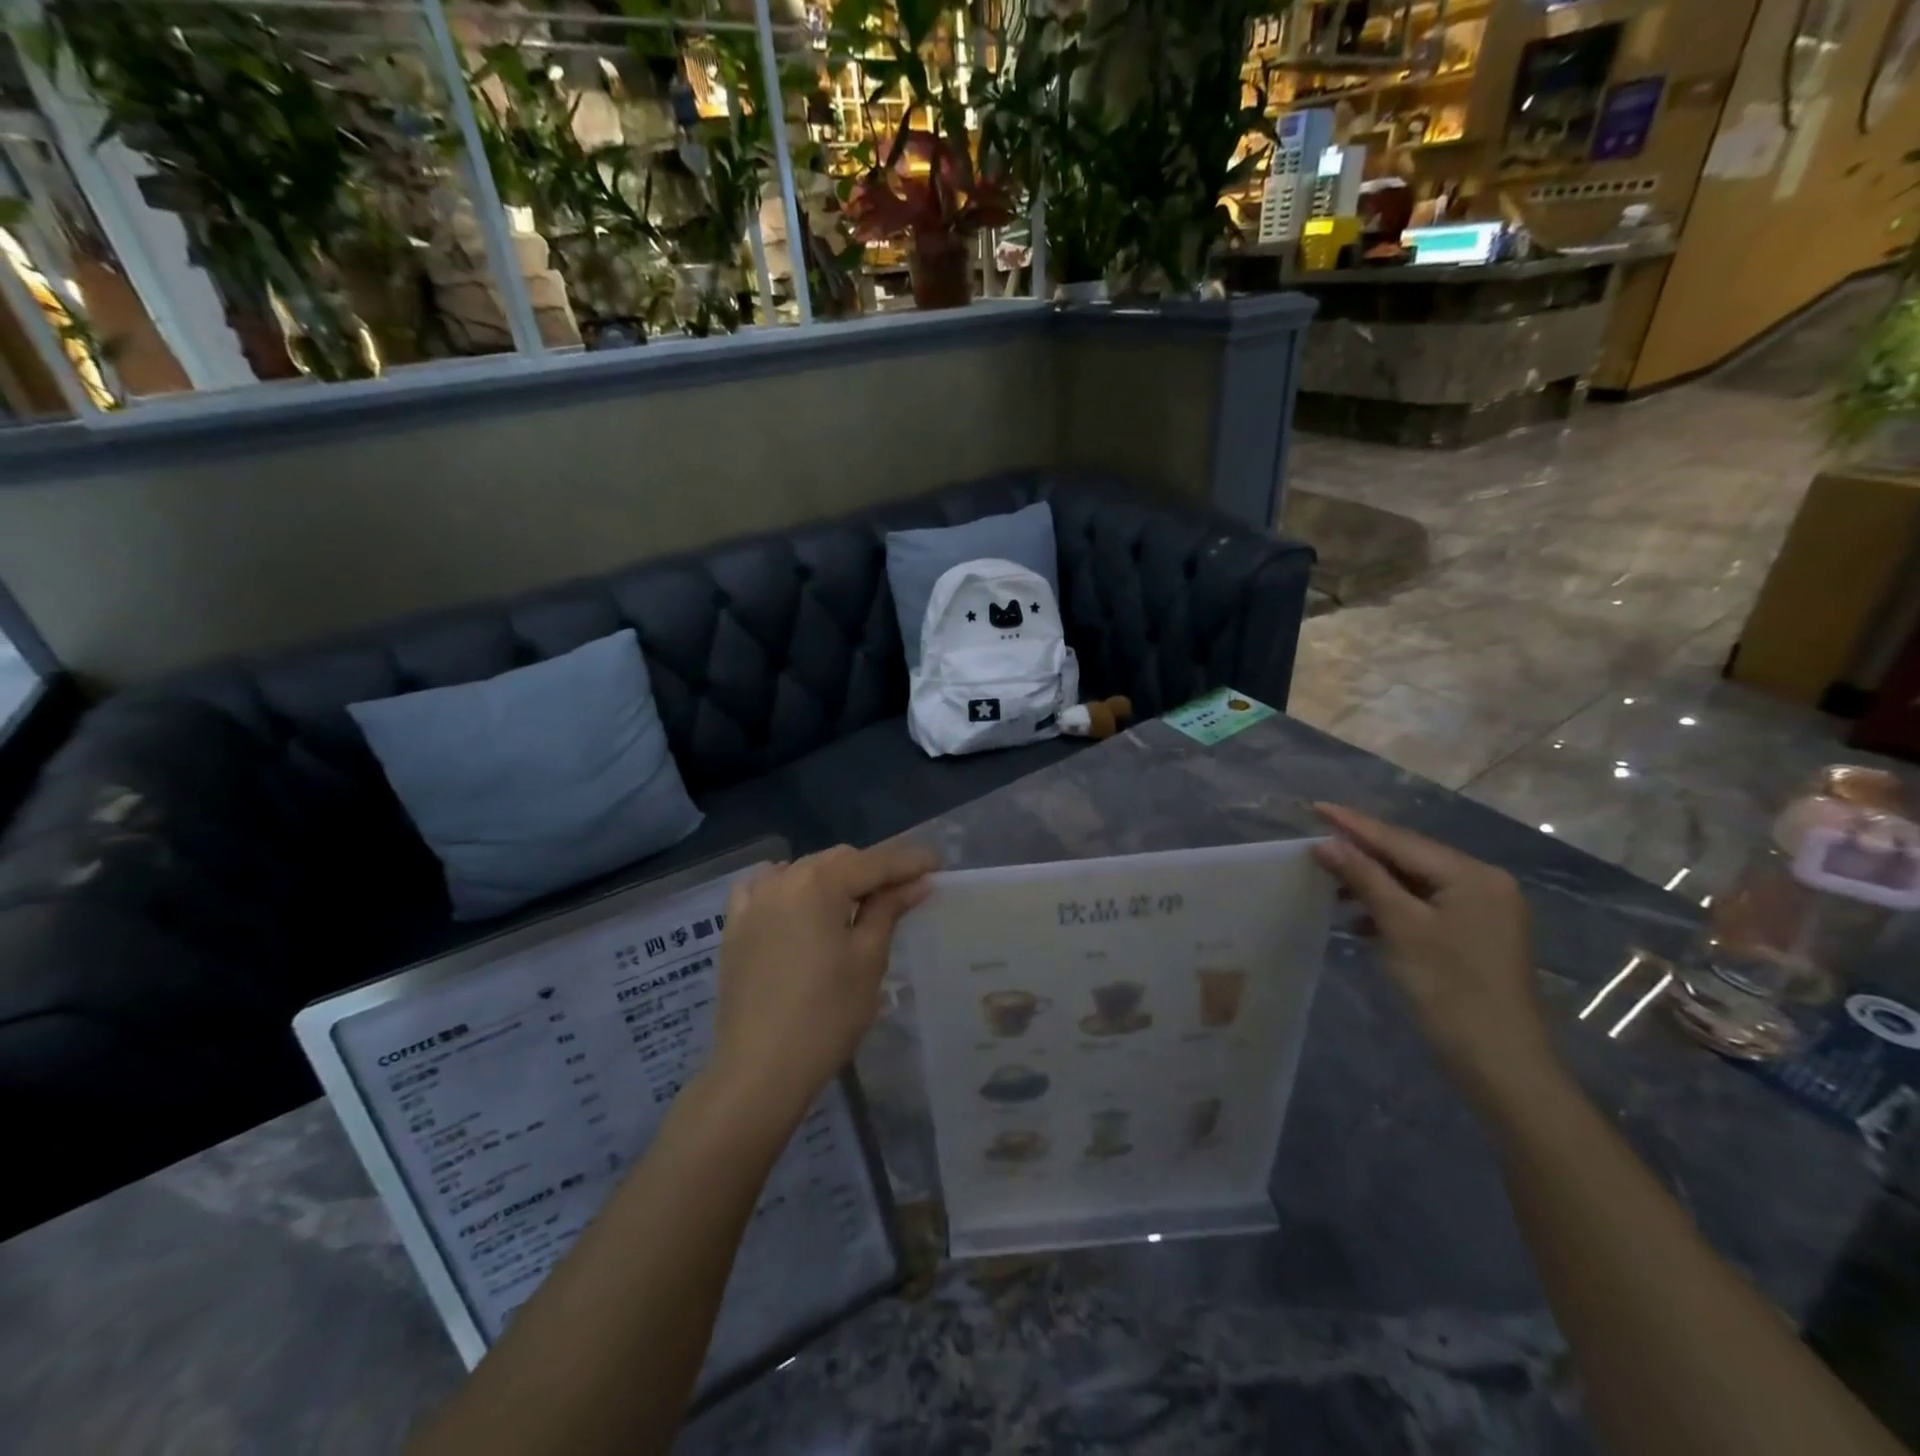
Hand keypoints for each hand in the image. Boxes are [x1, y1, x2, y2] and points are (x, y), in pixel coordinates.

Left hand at [709, 842, 936, 1117]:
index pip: (874, 862)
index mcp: (820, 884)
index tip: (936, 864)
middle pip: (838, 860)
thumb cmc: (827, 1015)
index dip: (908, 861)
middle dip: (873, 869)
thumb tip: (917, 882)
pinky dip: (788, 885)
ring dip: (834, 877)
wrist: (760, 1068)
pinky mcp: (735, 926)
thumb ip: (889, 910)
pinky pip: (764, 887)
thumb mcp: (868, 959)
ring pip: (803, 870)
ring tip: (857, 900)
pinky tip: (799, 900)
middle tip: (904, 889)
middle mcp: (784, 879)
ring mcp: (754, 901)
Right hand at [1311, 804, 1562, 1119]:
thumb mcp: (1400, 927)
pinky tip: (1359, 917)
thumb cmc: (1449, 989)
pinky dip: (1391, 908)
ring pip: (1415, 884)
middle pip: (1410, 858)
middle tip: (1316, 843)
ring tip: (1329, 881)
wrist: (1500, 1064)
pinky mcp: (1474, 937)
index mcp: (1472, 876)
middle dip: (1362, 853)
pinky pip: (1424, 907)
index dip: (1354, 825)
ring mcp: (1482, 912)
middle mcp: (1483, 885)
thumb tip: (1326, 843)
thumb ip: (1364, 878)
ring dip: (1373, 882)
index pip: (1401, 841)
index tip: (1315, 807)